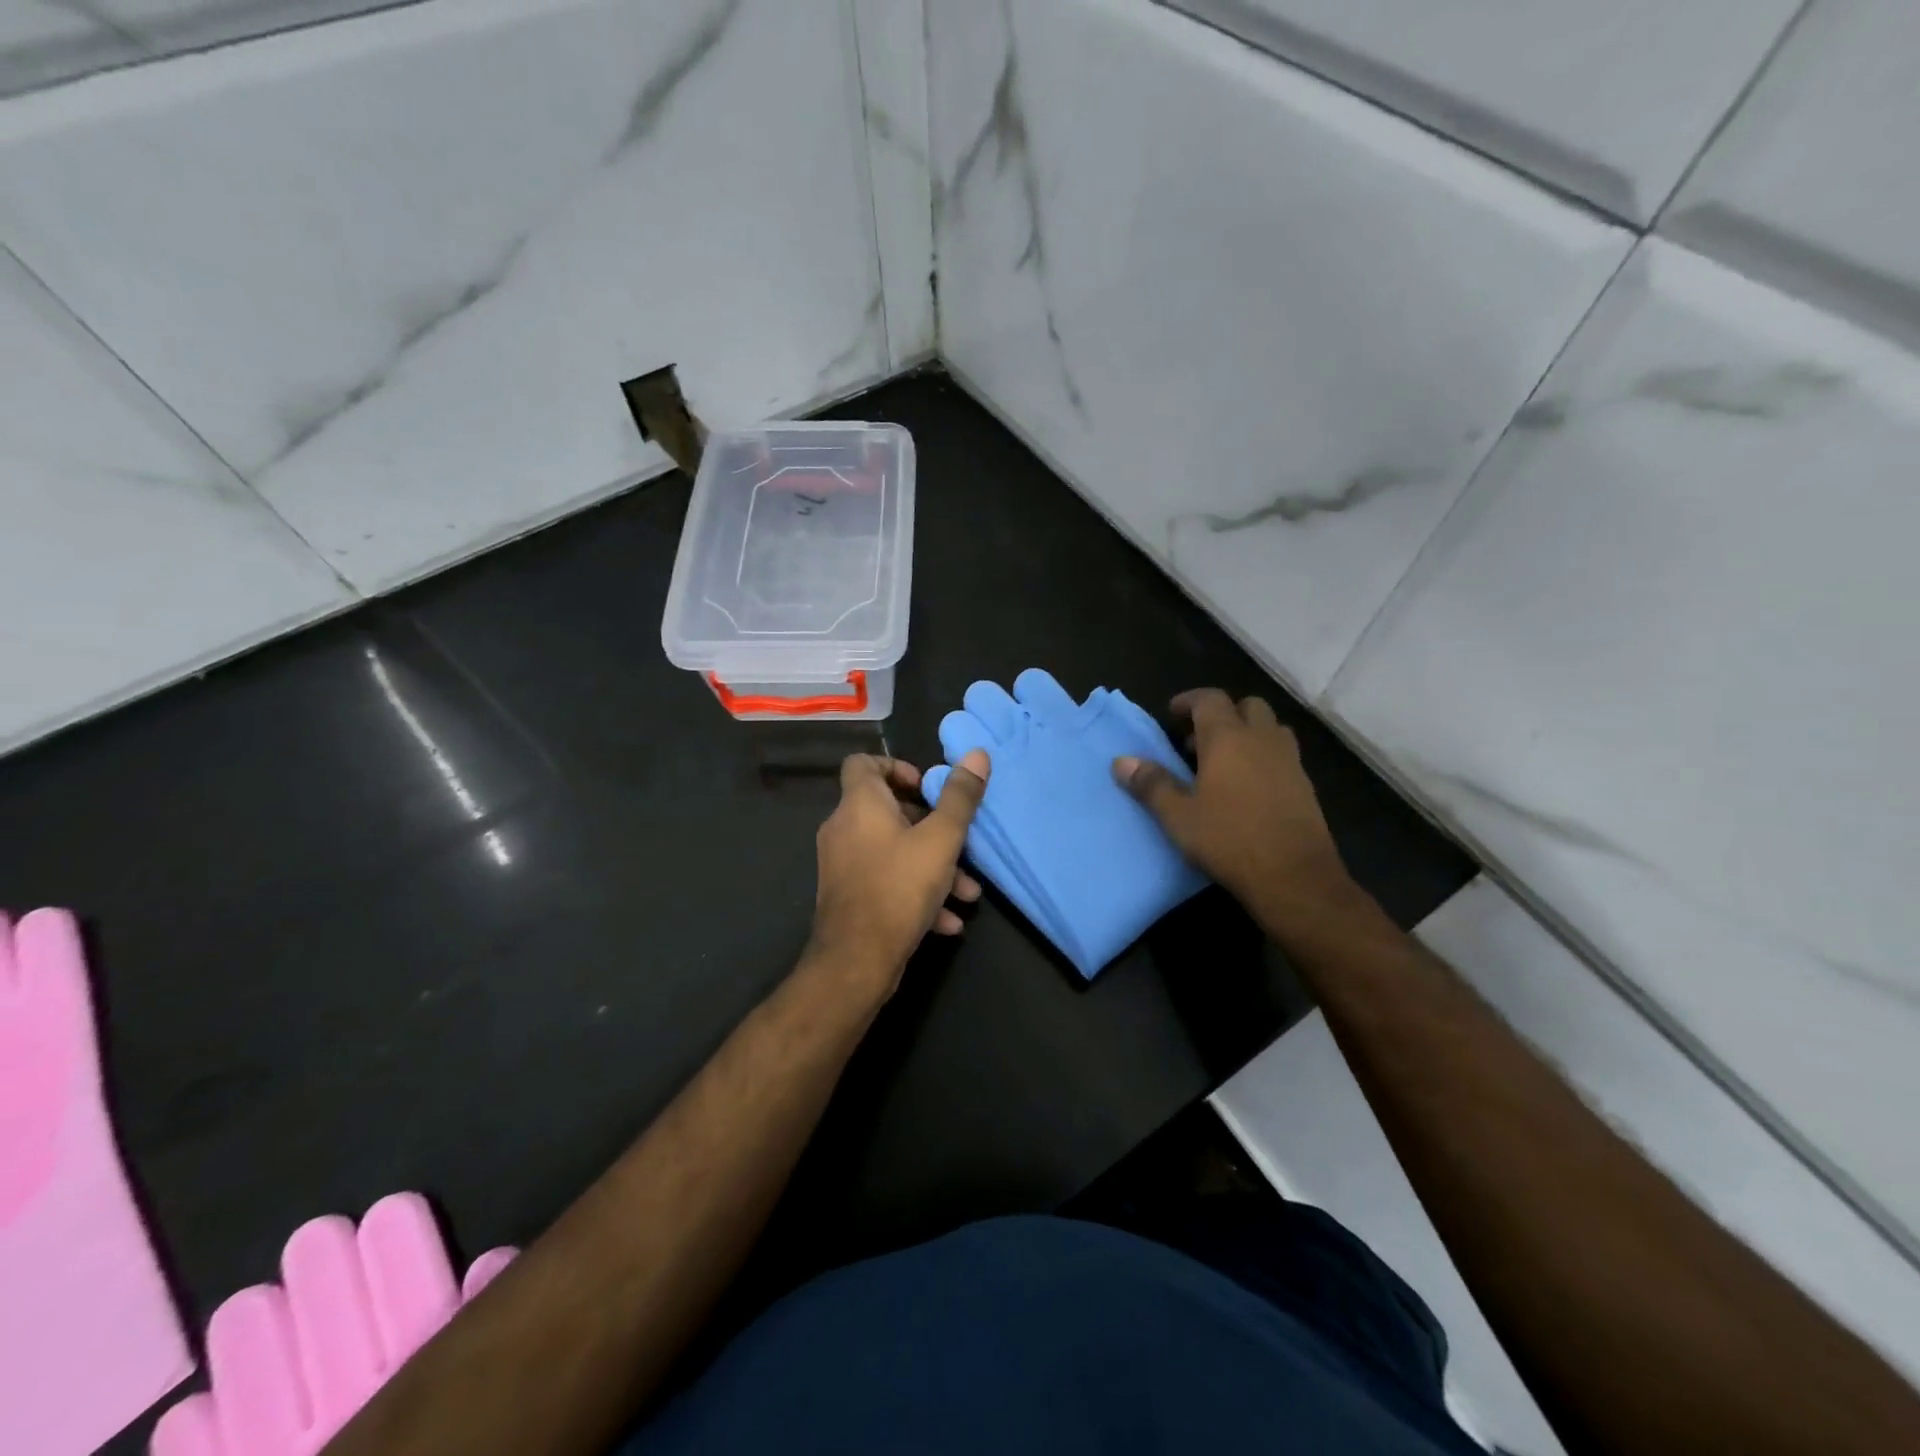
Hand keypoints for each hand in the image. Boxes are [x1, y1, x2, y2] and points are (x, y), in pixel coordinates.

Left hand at [805, 750, 990, 997]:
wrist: (856, 960)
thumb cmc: (899, 887)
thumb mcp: (942, 839)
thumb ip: (960, 797)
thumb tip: (977, 754)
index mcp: (859, 804)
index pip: (863, 763)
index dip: (896, 766)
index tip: (927, 788)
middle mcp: (844, 828)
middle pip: (887, 810)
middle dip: (931, 826)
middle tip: (959, 841)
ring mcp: (842, 864)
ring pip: (893, 851)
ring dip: (932, 866)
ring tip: (968, 892)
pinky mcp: (848, 896)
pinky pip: (885, 880)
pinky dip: (915, 891)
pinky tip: (947, 920)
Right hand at [1113, 689, 1353, 934]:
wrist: (1294, 876)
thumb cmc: (1229, 839)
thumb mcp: (1178, 816)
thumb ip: (1151, 784)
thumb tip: (1121, 761)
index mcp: (1228, 738)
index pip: (1209, 699)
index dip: (1189, 701)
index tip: (1172, 714)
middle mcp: (1262, 739)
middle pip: (1247, 706)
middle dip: (1222, 714)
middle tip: (1197, 739)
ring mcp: (1289, 761)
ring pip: (1269, 728)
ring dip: (1247, 733)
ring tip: (1223, 760)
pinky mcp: (1305, 785)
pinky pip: (1282, 755)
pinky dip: (1263, 756)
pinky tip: (1247, 787)